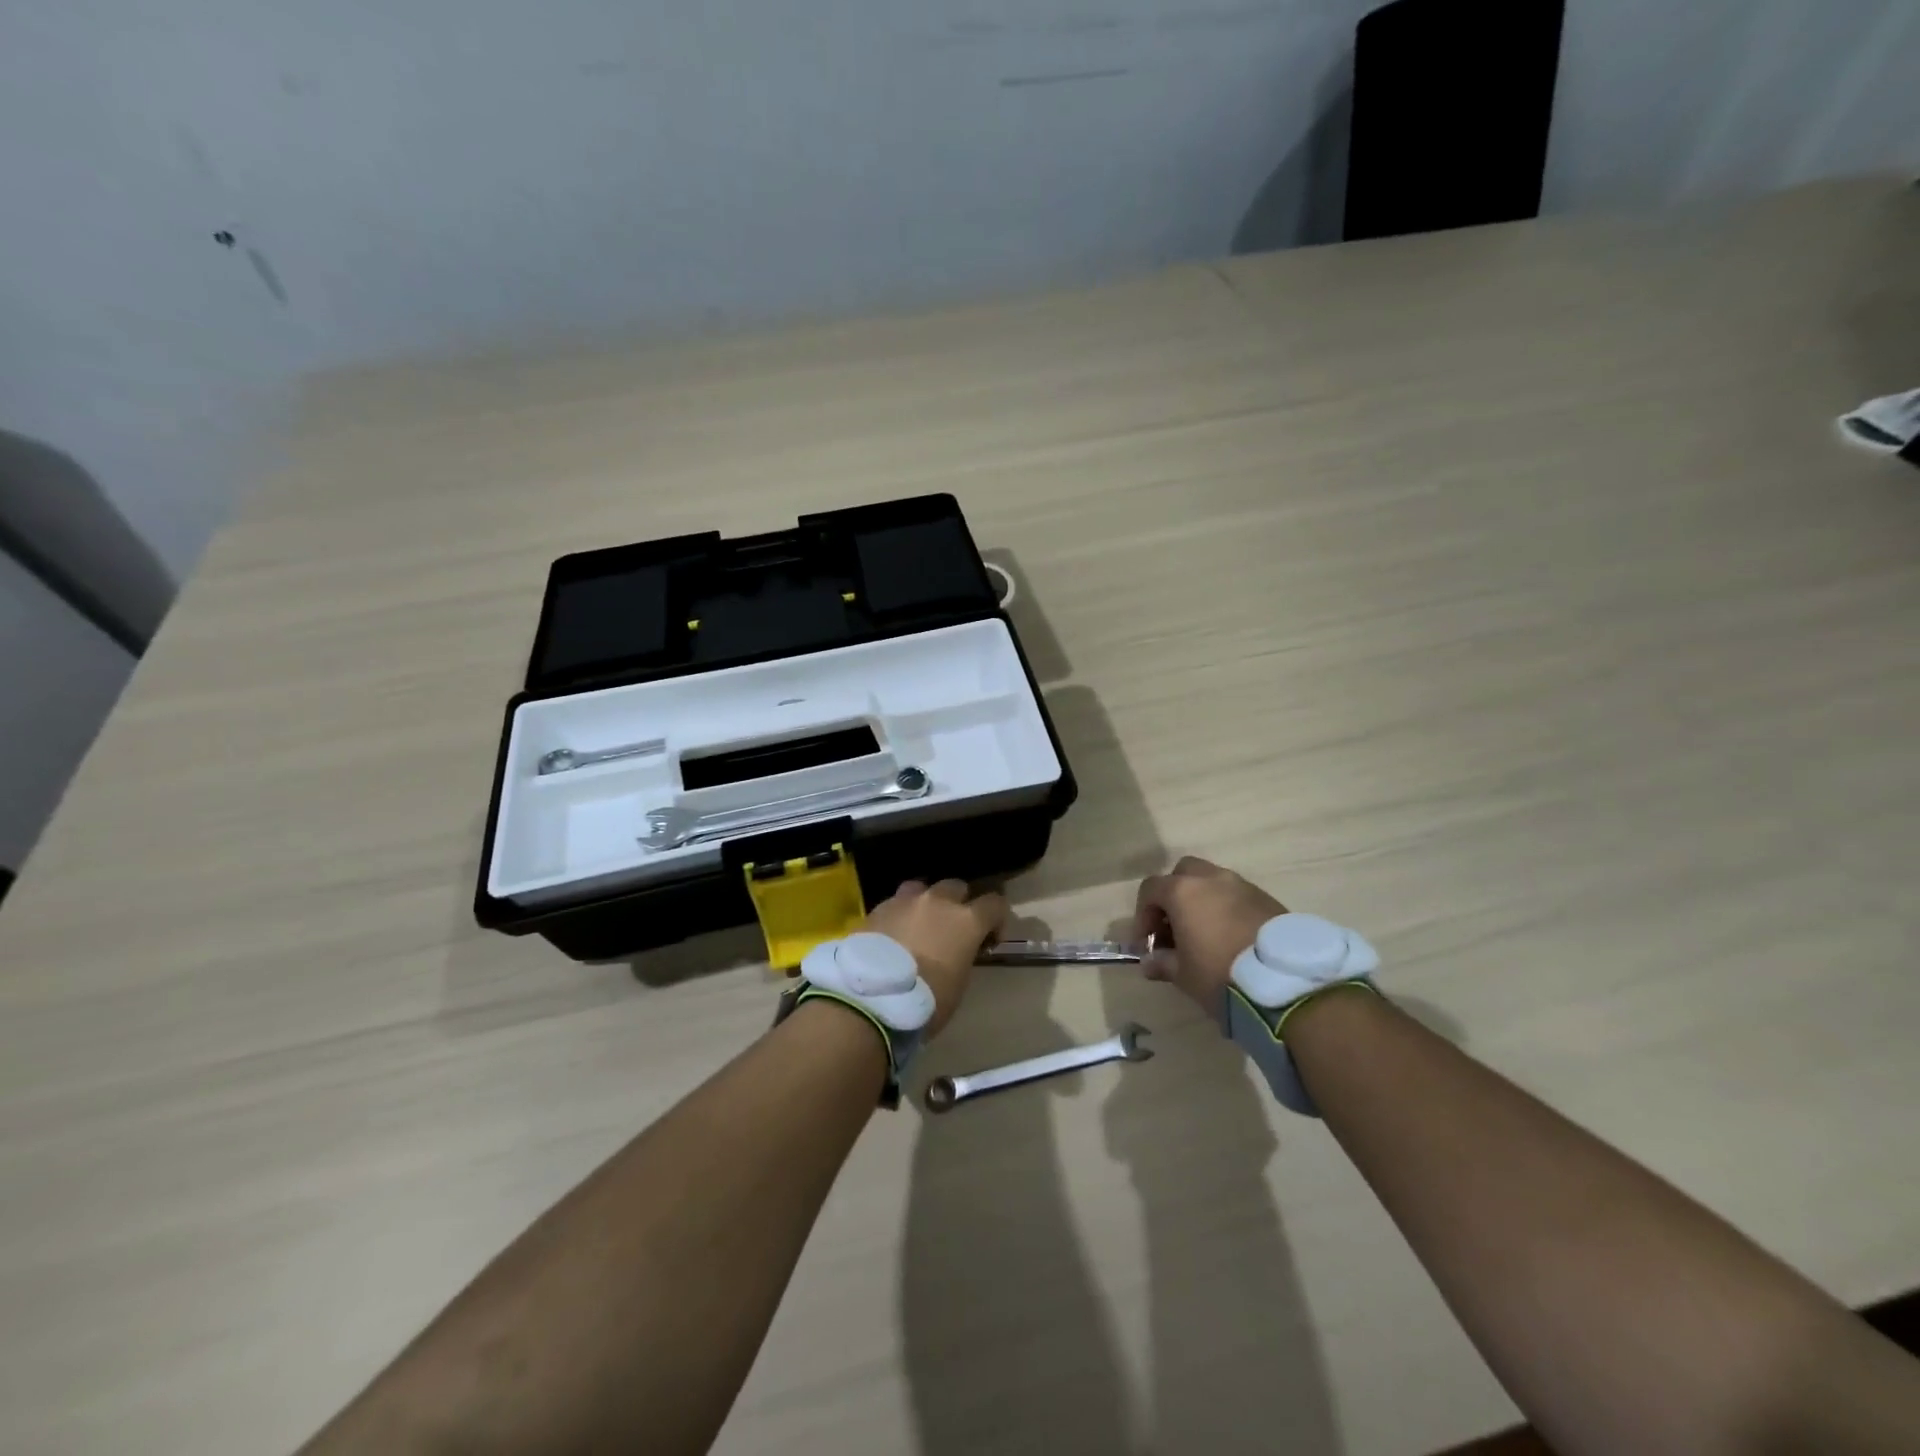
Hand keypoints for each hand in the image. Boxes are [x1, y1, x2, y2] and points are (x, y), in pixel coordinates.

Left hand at [863, 879, 1007, 1037]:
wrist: (872, 997)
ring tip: (919, 925)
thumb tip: (956, 952)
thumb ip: (962, 956)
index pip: (995, 903)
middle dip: (959, 904)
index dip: (996, 920)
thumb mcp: (958, 983)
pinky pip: (895, 903)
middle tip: (951, 930)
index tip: (988, 940)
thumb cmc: (926, 1000)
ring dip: (926, 903)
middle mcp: (938, 901)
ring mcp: (905, 901)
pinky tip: (892, 935)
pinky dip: (899, 915)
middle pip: (956, 887)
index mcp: (966, 920)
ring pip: (922, 888)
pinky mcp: (877, 909)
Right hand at [1132, 856, 1286, 1018]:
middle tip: (1174, 927)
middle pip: (1183, 873)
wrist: (1285, 982)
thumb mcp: (1183, 975)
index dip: (1143, 915)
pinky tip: (1231, 937)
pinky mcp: (1267, 899)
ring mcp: (1242, 885)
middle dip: (1173, 896)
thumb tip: (1150, 963)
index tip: (1147, 942)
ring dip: (1202, 901)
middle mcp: (1211, 879)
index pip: (1150, 890)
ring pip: (1213, 882)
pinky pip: (1237, 896)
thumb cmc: (1220, 974)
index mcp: (1183, 891)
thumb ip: (1162, 963)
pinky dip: (1227, 908)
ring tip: (1205, 934)